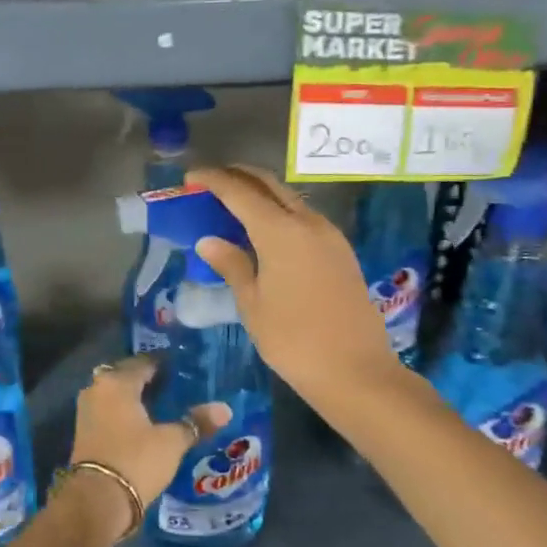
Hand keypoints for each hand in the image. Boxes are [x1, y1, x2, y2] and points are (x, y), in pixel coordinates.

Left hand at [69, 356, 230, 544]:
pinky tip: (143, 424)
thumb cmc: (136, 460)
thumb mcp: (171, 442)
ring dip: (133, 397)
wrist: (97, 500)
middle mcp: (97, 389)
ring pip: (114, 394)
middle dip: (147, 380)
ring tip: (161, 406)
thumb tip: (225, 409)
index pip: (144, 362)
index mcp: (117, 382)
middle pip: (125, 375)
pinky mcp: (84, 432)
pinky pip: (108, 411)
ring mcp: (86, 410)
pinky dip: (123, 413)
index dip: (164, 365)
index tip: (183, 370)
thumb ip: (196, 422)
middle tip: (174, 387)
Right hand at [189, 165, 407, 409]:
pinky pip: (304, 217)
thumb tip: (209, 241)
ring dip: (260, 193)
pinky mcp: (340, 251)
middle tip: (211, 182)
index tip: (191, 178)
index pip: (240, 192)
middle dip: (238, 176)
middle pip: (269, 184)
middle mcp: (308, 223)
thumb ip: (232, 265)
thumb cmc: (293, 340)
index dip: (213, 180)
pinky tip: (265, 230)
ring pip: (289, 198)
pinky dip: (279, 212)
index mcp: (280, 232)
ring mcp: (329, 235)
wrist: (355, 370)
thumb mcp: (252, 304)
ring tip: (233, 204)